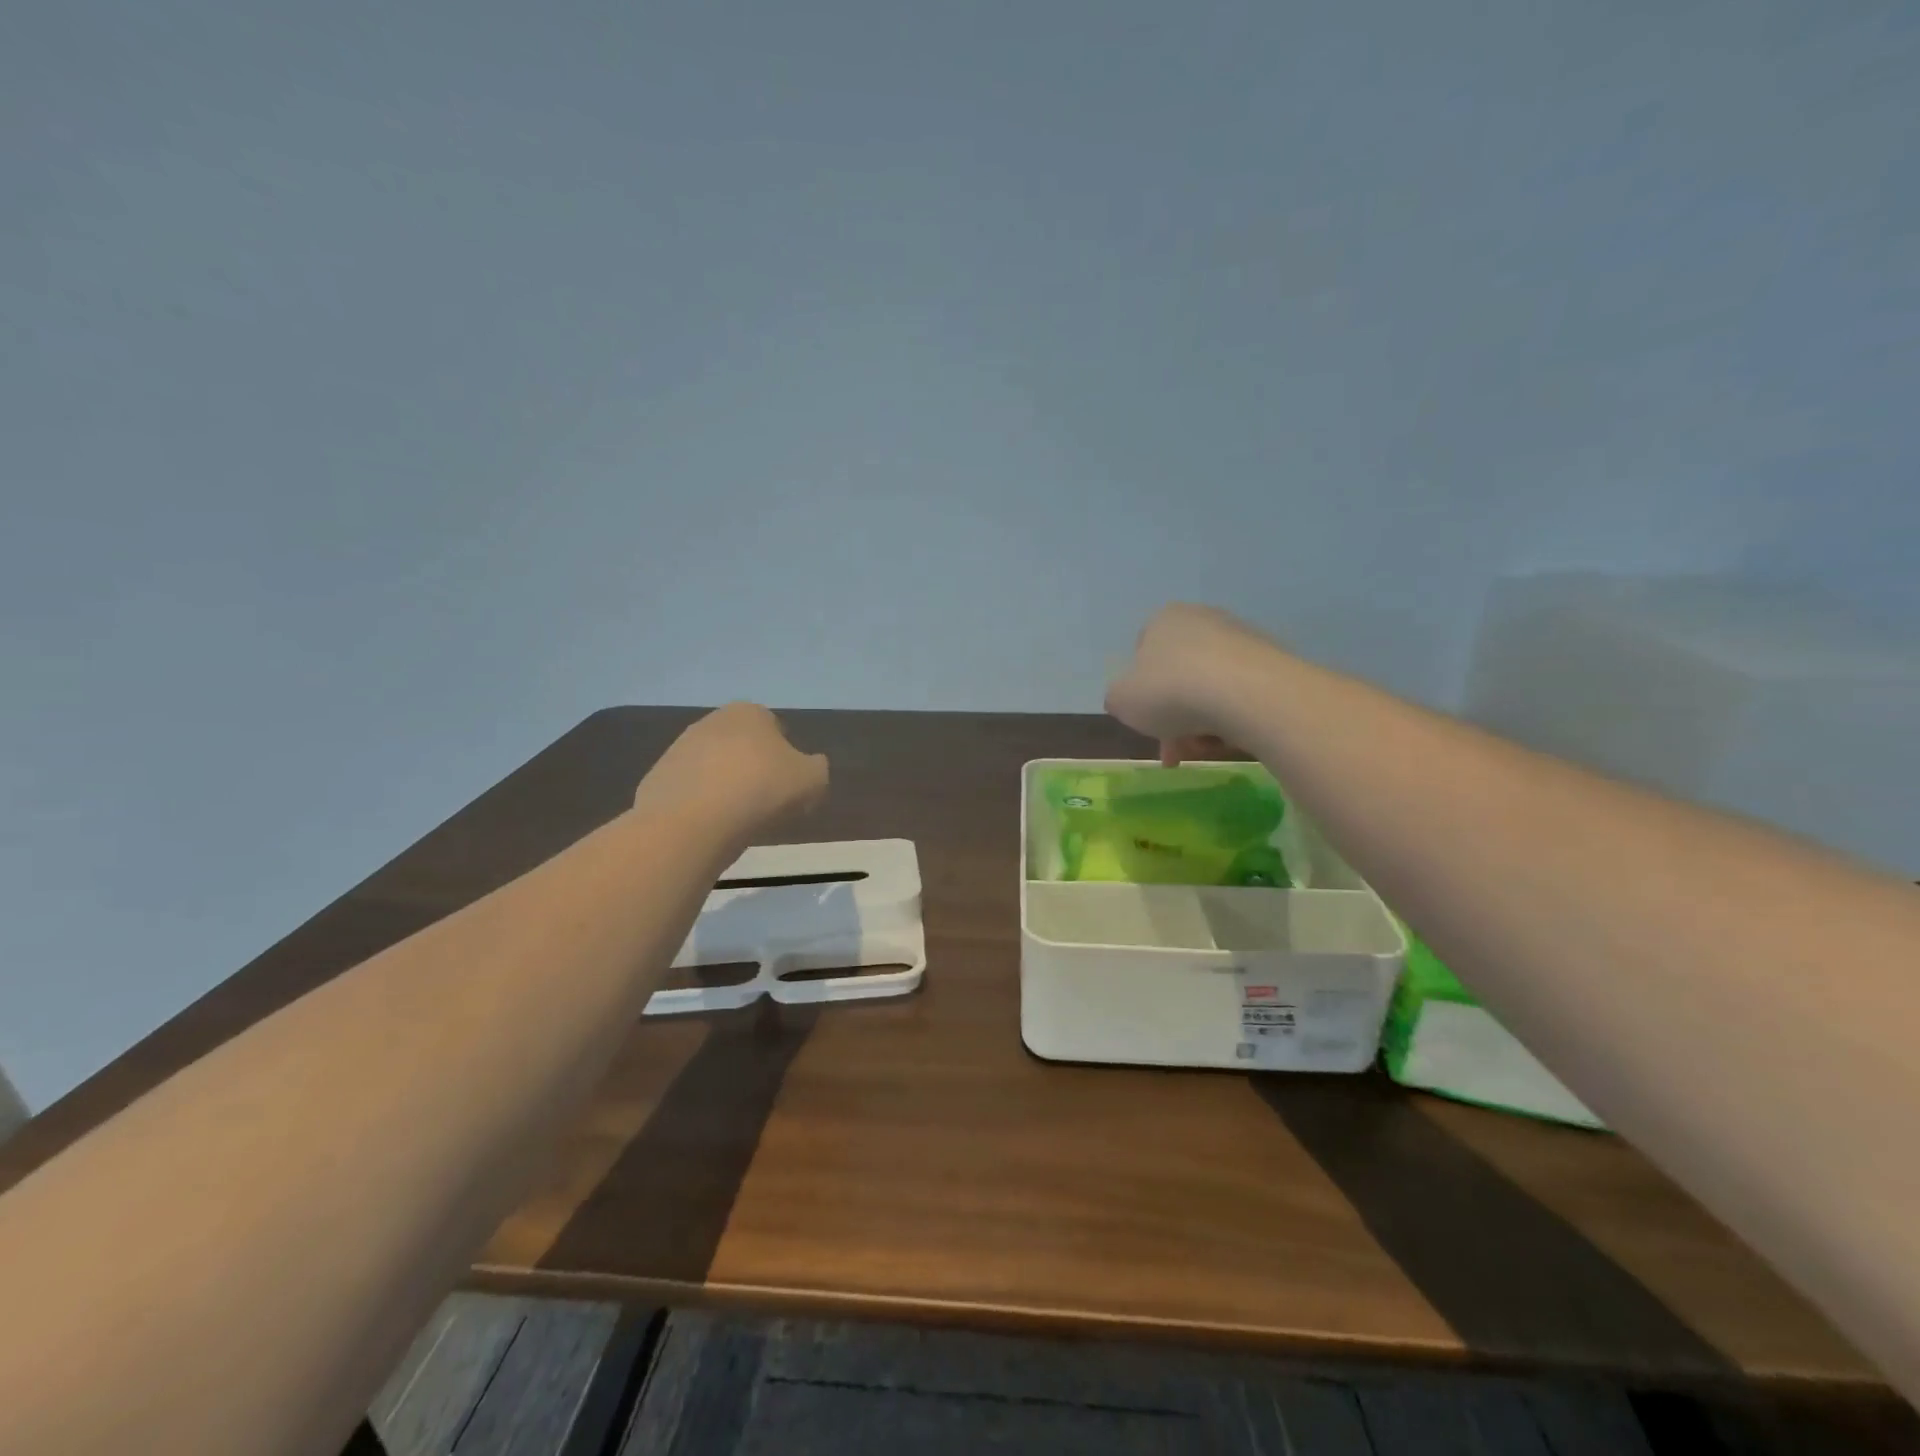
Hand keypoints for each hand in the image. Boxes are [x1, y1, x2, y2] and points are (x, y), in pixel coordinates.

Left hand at [632, 703, 828, 836]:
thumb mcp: (813, 780)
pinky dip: (701, 805)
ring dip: (727, 787)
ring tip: (738, 820)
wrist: (692, 822)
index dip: (787, 757)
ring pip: (714, 768)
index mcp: (749, 713)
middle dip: (754, 769)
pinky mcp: (656, 779)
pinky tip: (710, 827)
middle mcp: (711, 721)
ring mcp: (678, 749)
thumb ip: (816, 768)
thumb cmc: (761, 790)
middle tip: (767, 802)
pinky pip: (691, 792)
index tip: (790, 785)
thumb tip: (810, 766)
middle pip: (742, 746)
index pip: (775, 728)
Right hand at [1105, 604, 1280, 763]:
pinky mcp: (1275, 662)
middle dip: (1173, 718)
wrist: (1249, 694)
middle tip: (1176, 751)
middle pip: (1179, 676)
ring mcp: (1243, 639)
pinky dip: (1234, 718)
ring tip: (1206, 749)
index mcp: (1164, 620)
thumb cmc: (1172, 691)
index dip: (1140, 691)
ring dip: (1202, 722)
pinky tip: (1233, 738)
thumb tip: (1127, 699)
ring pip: (1211, 688)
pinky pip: (1243, 695)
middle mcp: (1204, 620)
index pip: (1143, 652)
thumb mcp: (1122, 700)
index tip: (1146, 723)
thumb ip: (1118, 698)